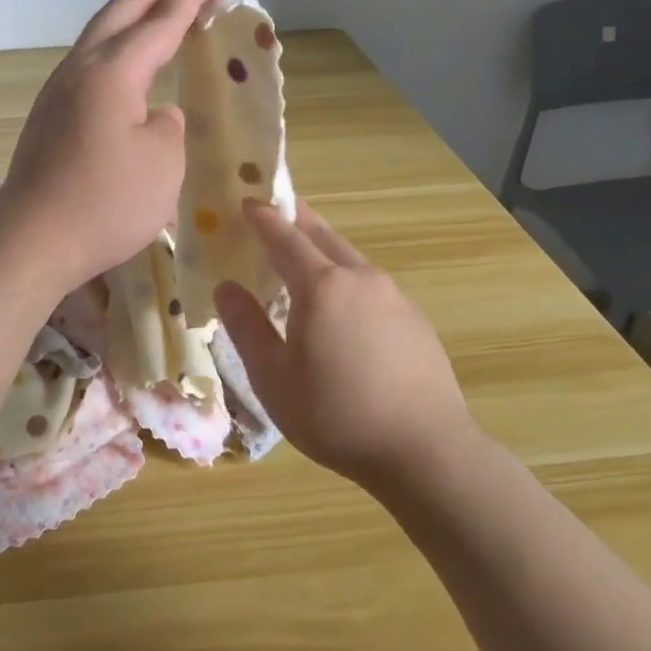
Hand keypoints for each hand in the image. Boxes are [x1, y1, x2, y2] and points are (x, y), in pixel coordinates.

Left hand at [0, 0, 220, 292]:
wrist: (32, 242)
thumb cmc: (105, 203)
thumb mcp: (162, 164)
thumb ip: (168, 128)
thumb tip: (156, 115)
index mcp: (112, 73)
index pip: (159, 24)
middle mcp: (80, 70)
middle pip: (119, 13)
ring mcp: (58, 92)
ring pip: (98, 35)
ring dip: (131, 14)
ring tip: (157, 6)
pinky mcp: (49, 117)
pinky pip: (89, 63)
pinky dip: (115, 45)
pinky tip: (125, 61)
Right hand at [215, 200, 478, 490]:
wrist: (425, 450)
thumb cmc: (336, 415)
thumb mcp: (273, 378)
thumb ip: (246, 327)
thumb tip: (226, 287)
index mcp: (322, 286)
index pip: (285, 237)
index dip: (263, 217)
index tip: (246, 201)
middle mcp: (360, 278)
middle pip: (322, 236)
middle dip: (296, 220)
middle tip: (275, 212)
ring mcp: (393, 296)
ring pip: (349, 258)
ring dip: (322, 249)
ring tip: (303, 259)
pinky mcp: (413, 317)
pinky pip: (370, 284)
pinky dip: (346, 278)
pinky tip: (342, 307)